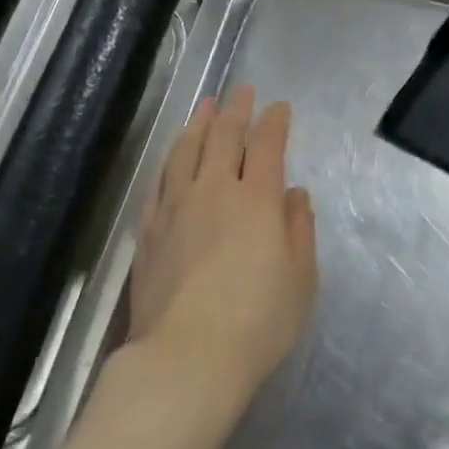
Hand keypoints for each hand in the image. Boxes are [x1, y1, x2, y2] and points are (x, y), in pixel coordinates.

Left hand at [127, 87, 319, 400]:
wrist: (187, 355)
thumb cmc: (258, 321)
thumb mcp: (300, 279)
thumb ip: (298, 229)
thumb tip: (293, 193)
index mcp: (256, 200)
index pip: (266, 146)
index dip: (274, 122)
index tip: (279, 107)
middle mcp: (214, 191)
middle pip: (223, 138)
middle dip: (235, 111)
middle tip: (242, 93)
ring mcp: (176, 208)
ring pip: (186, 152)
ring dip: (198, 125)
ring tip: (205, 107)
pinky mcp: (149, 229)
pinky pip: (159, 182)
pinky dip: (169, 161)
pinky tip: (172, 157)